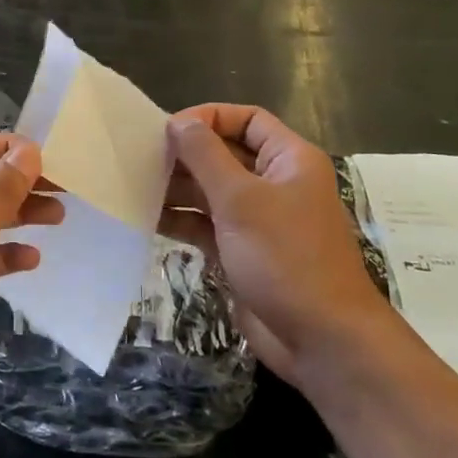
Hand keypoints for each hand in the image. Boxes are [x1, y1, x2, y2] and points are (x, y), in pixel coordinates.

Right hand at [163, 105, 395, 385]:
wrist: (321, 340)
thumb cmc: (285, 257)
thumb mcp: (241, 199)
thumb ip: (205, 155)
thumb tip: (179, 122)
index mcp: (288, 160)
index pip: (247, 119)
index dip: (208, 118)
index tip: (169, 129)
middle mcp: (274, 184)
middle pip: (224, 154)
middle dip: (185, 155)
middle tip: (141, 158)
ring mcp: (258, 220)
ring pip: (211, 190)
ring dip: (177, 188)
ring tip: (136, 187)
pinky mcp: (242, 251)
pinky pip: (206, 224)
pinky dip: (181, 220)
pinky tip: (147, 219)